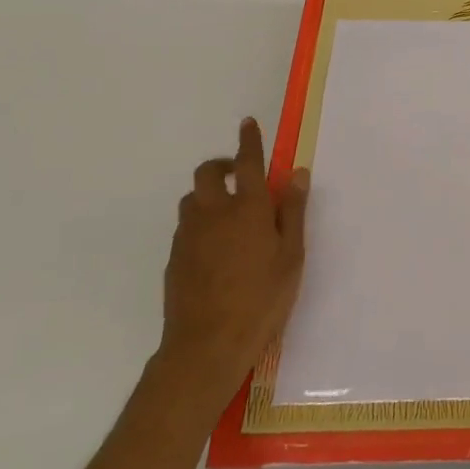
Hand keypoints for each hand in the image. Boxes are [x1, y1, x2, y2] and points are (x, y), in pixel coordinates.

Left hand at [158, 118, 309, 403]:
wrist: (206, 346)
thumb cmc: (261, 299)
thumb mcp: (291, 255)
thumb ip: (292, 211)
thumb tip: (296, 173)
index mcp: (247, 208)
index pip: (248, 162)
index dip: (249, 140)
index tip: (248, 122)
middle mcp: (213, 212)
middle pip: (208, 173)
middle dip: (222, 164)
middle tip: (239, 174)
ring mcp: (188, 235)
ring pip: (192, 198)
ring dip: (208, 194)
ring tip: (228, 212)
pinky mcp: (174, 259)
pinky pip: (186, 226)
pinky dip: (200, 221)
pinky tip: (214, 246)